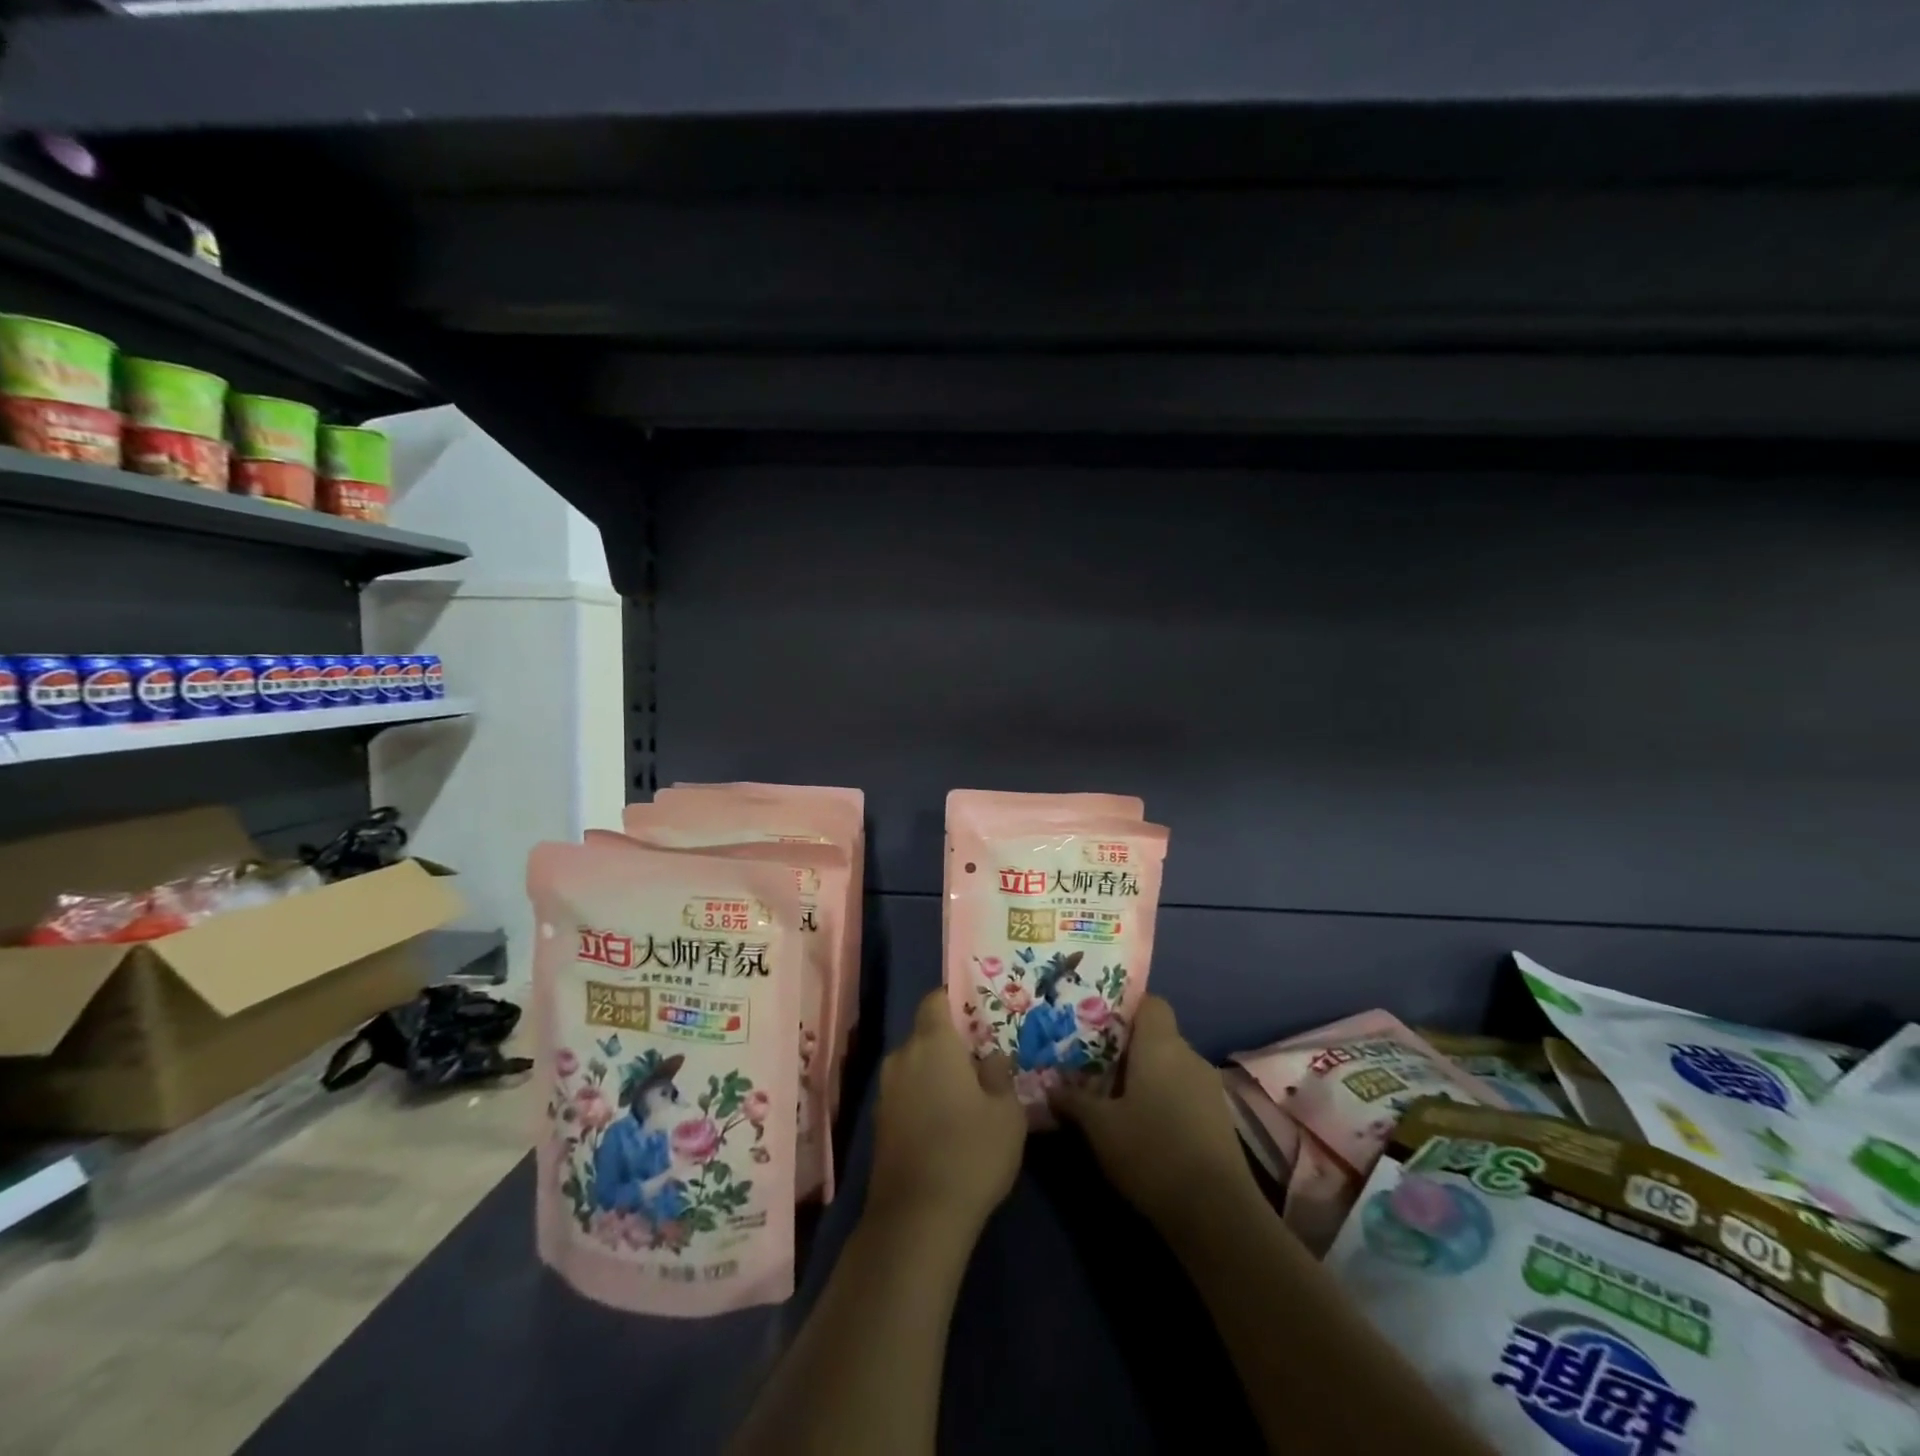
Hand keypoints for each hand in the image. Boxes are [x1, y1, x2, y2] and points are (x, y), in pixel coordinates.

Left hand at [866, 990, 1026, 1235]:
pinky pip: (905, 1094)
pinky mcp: (879, 1124)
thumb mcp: (1006, 1112)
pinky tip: (945, 1125)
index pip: (935, 1000)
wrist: (917, 1218)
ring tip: (966, 1097)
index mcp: (932, 1043)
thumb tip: (992, 1058)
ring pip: (914, 1067)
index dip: (954, 1001)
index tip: (977, 1015)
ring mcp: (885, 1092)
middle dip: (949, 1044)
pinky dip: (923, 1099)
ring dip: (935, 1074)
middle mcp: (902, 1057)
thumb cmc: (970, 1152)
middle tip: (980, 1062)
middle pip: (925, 1035)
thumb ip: (1000, 1076)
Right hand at [1052, 995, 1256, 1234]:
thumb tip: (1051, 1087)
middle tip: (1094, 1066)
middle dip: (1128, 1049)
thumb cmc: (1152, 1152)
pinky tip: (1145, 1127)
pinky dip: (1165, 1100)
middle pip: (1157, 1036)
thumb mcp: (1099, 1127)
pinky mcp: (1219, 1118)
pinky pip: (1185, 1092)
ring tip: (1115, 1099)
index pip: (1150, 1003)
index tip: (1098, 1027)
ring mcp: (1208, 1087)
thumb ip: (1074, 1101)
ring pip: (1171, 1066)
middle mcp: (1188, 1055)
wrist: (1217, 1213)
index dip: (1126, 1009)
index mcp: (1160, 1045)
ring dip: (1147, 1077)